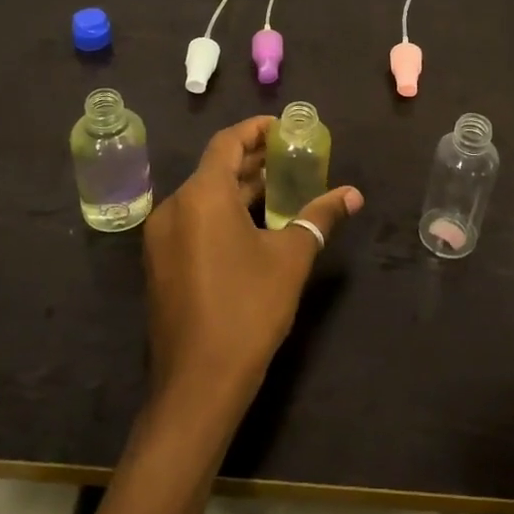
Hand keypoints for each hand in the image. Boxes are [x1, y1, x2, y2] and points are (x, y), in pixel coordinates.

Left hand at [142, 116, 362, 407]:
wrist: (198, 384)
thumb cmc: (248, 310)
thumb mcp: (291, 258)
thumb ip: (320, 217)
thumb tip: (353, 194)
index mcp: (201, 196)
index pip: (227, 142)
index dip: (256, 130)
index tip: (284, 128)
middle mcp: (174, 207)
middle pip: (215, 168)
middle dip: (253, 160)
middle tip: (292, 158)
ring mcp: (162, 238)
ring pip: (203, 196)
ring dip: (239, 188)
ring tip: (280, 188)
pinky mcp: (160, 263)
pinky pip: (193, 221)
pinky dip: (222, 212)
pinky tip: (253, 226)